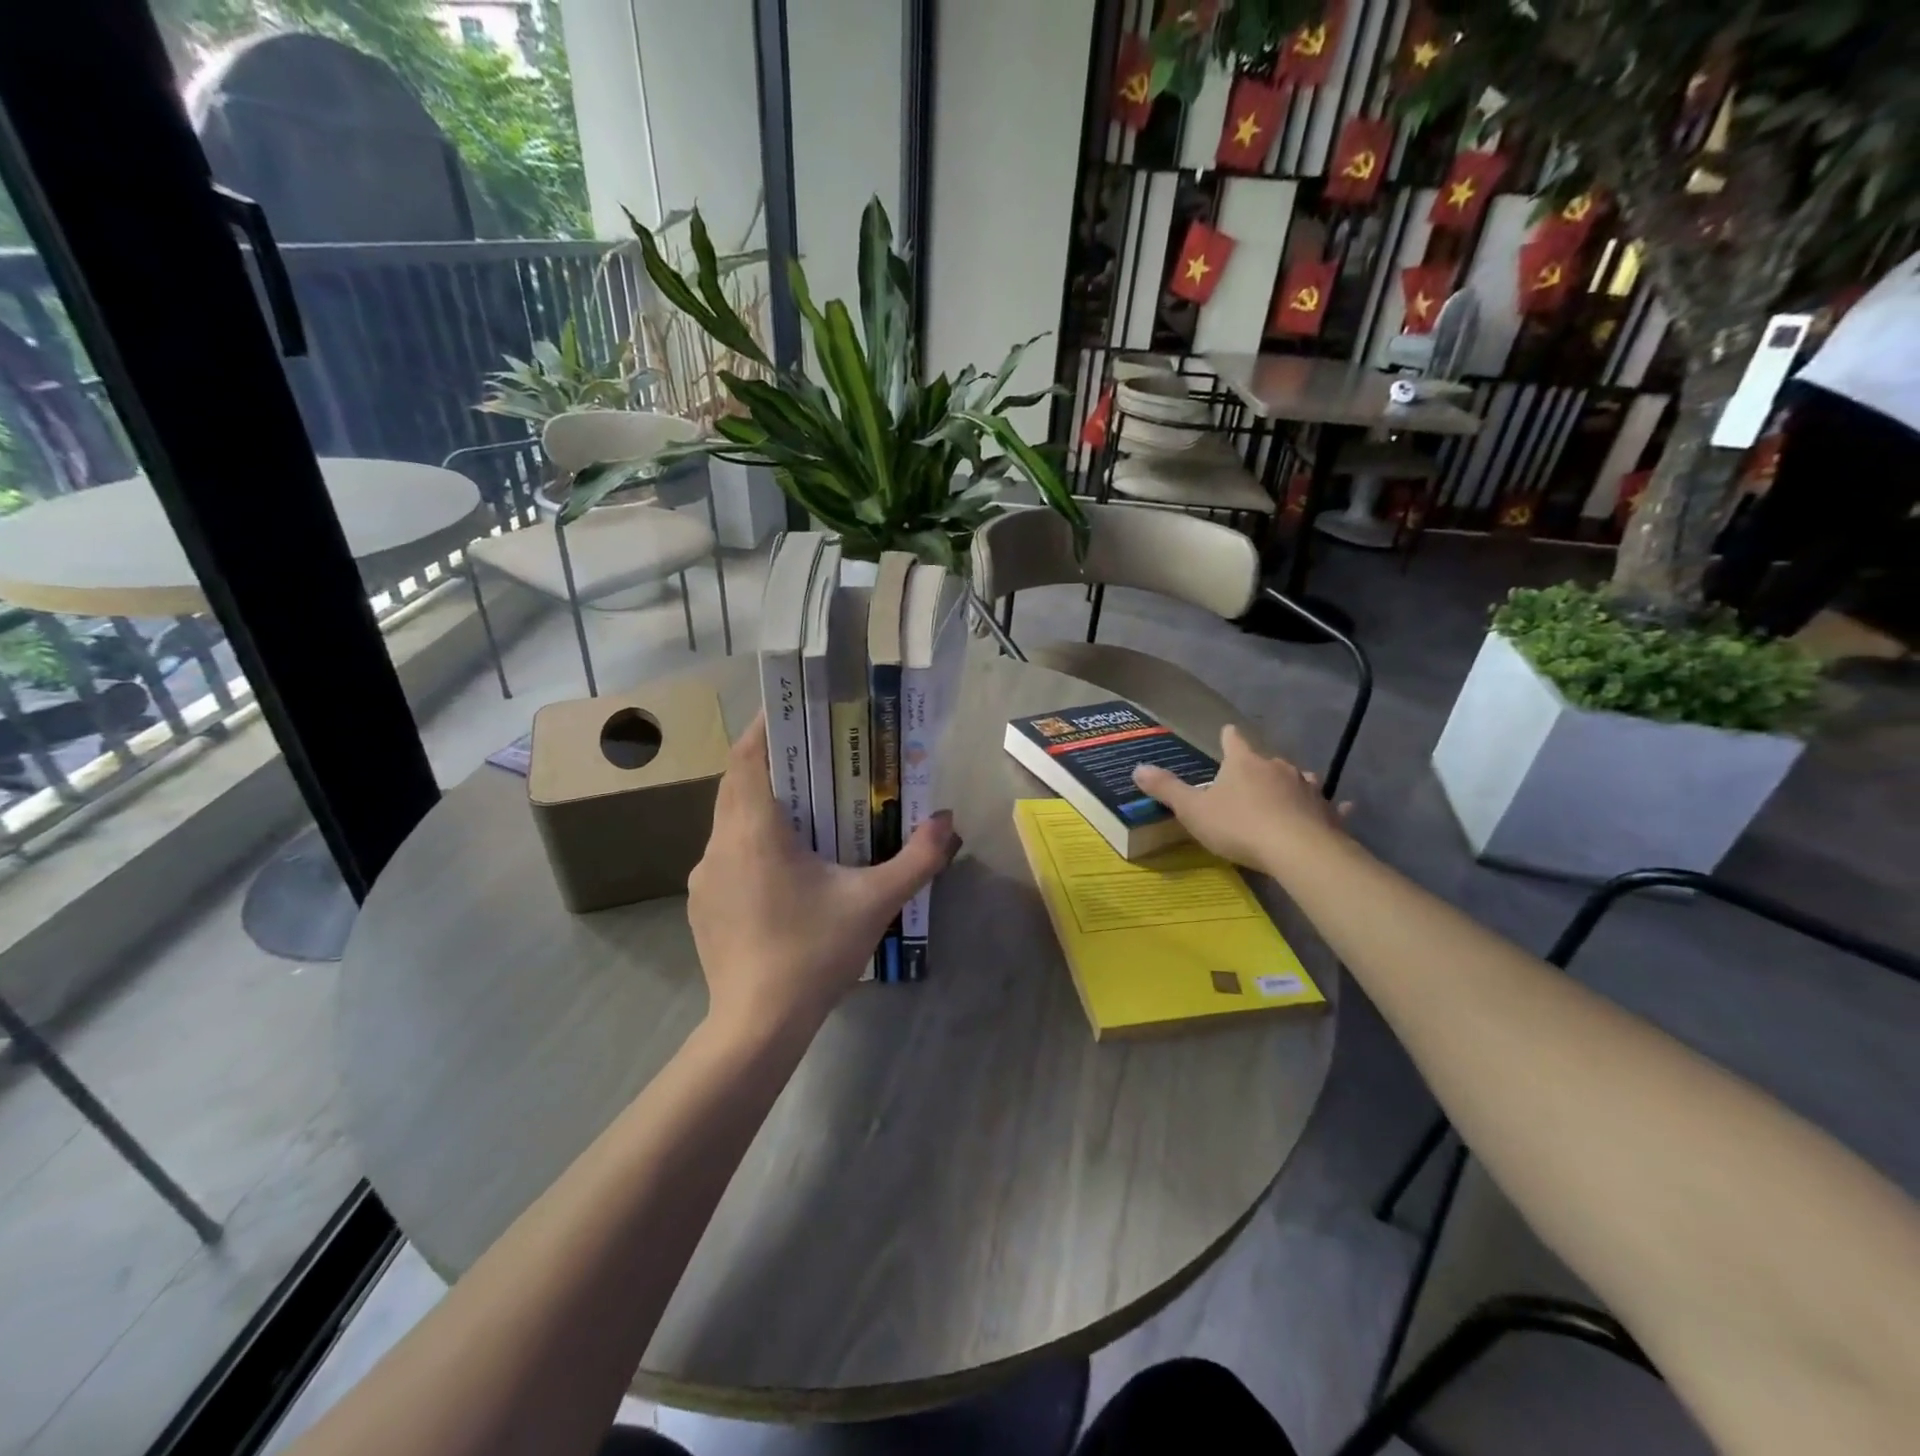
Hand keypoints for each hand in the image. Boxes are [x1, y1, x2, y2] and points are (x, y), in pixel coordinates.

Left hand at [687, 714, 959, 1041]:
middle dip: (771, 763)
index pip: (747, 757)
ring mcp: (704, 876)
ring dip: (761, 804)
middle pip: (737, 783)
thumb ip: (916, 859)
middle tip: (813, 756)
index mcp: (754, 831)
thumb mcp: (874, 902)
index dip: (765, 727)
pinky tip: (784, 868)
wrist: (757, 1026)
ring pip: (729, 820)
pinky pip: (725, 853)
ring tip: (804, 809)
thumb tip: (947, 822)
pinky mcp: (702, 904)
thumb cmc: (813, 953)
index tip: (792, 710)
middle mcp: (719, 844)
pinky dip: (751, 841)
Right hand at [1132, 725, 1347, 873]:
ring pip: (1299, 780)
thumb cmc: (1238, 826)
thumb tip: (1136, 768)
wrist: (1297, 851)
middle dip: (1258, 768)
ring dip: (1291, 785)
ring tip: (1286, 795)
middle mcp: (1278, 767)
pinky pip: (1329, 807)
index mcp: (1243, 763)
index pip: (1234, 740)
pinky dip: (1330, 808)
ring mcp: (1307, 789)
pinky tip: (1340, 809)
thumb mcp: (1193, 810)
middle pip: (1267, 760)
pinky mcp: (1327, 813)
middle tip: (1248, 780)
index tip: (1228, 733)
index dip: (1229, 737)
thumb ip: (1166, 789)